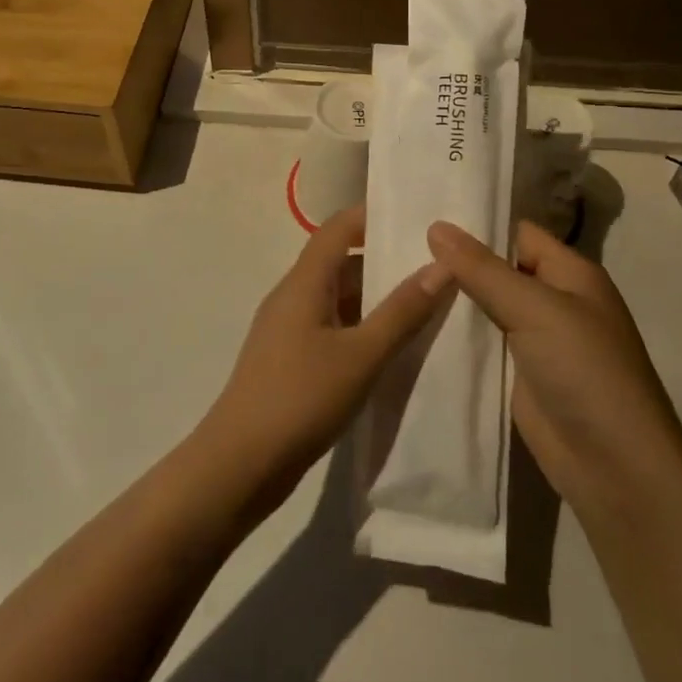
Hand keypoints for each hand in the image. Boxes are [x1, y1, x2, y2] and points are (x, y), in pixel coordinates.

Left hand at [201, 204, 453, 515]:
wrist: (240, 464)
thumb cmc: (300, 399)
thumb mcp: (361, 356)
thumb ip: (402, 311)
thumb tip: (441, 266)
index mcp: (303, 283)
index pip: (337, 228)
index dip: (372, 216)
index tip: (415, 217)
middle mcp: (293, 296)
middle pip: (340, 261)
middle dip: (383, 258)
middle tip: (434, 263)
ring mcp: (288, 329)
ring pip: (337, 297)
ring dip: (374, 296)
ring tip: (424, 301)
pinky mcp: (290, 359)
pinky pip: (331, 326)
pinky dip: (361, 326)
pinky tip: (391, 346)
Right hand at [425, 220, 681, 516]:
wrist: (614, 468)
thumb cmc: (585, 371)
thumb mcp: (534, 308)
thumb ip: (482, 269)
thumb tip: (436, 226)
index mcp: (570, 274)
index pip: (517, 234)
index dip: (477, 224)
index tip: (425, 215)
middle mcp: (554, 301)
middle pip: (498, 269)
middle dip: (456, 262)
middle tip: (398, 245)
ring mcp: (535, 341)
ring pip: (485, 307)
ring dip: (451, 299)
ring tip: (396, 278)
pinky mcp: (518, 375)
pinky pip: (481, 344)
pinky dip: (455, 336)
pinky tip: (413, 324)